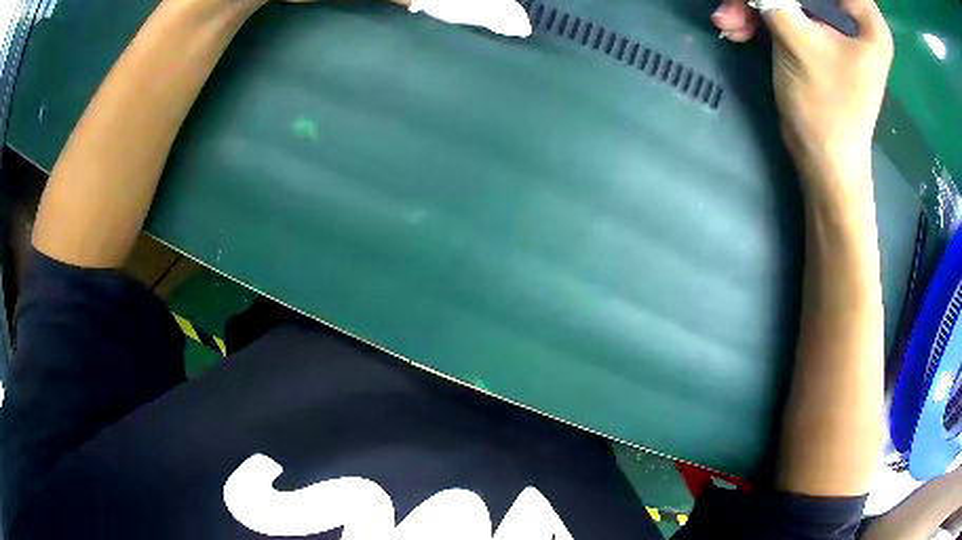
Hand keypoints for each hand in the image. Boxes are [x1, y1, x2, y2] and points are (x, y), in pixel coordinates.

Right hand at [712, 0, 892, 192]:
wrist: (824, 164)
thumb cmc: (825, 107)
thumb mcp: (796, 40)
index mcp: (865, 18)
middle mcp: (853, 17)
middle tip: (733, 4)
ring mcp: (834, 27)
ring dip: (753, 4)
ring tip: (728, 22)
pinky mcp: (818, 38)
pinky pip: (785, 11)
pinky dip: (759, 17)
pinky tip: (738, 30)